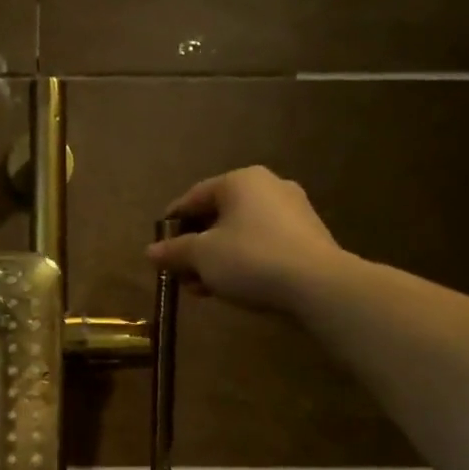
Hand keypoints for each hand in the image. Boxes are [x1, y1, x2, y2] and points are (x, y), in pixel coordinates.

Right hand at [146, 165, 346, 311]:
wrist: (317, 285)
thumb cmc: (250, 259)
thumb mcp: (201, 256)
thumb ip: (174, 251)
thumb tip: (151, 251)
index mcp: (240, 181)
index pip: (193, 197)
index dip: (171, 223)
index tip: (158, 248)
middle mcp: (268, 187)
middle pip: (217, 216)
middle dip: (194, 247)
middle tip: (179, 274)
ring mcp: (292, 212)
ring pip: (239, 234)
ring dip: (215, 260)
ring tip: (201, 288)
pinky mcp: (306, 238)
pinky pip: (261, 246)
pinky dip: (241, 263)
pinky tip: (230, 287)